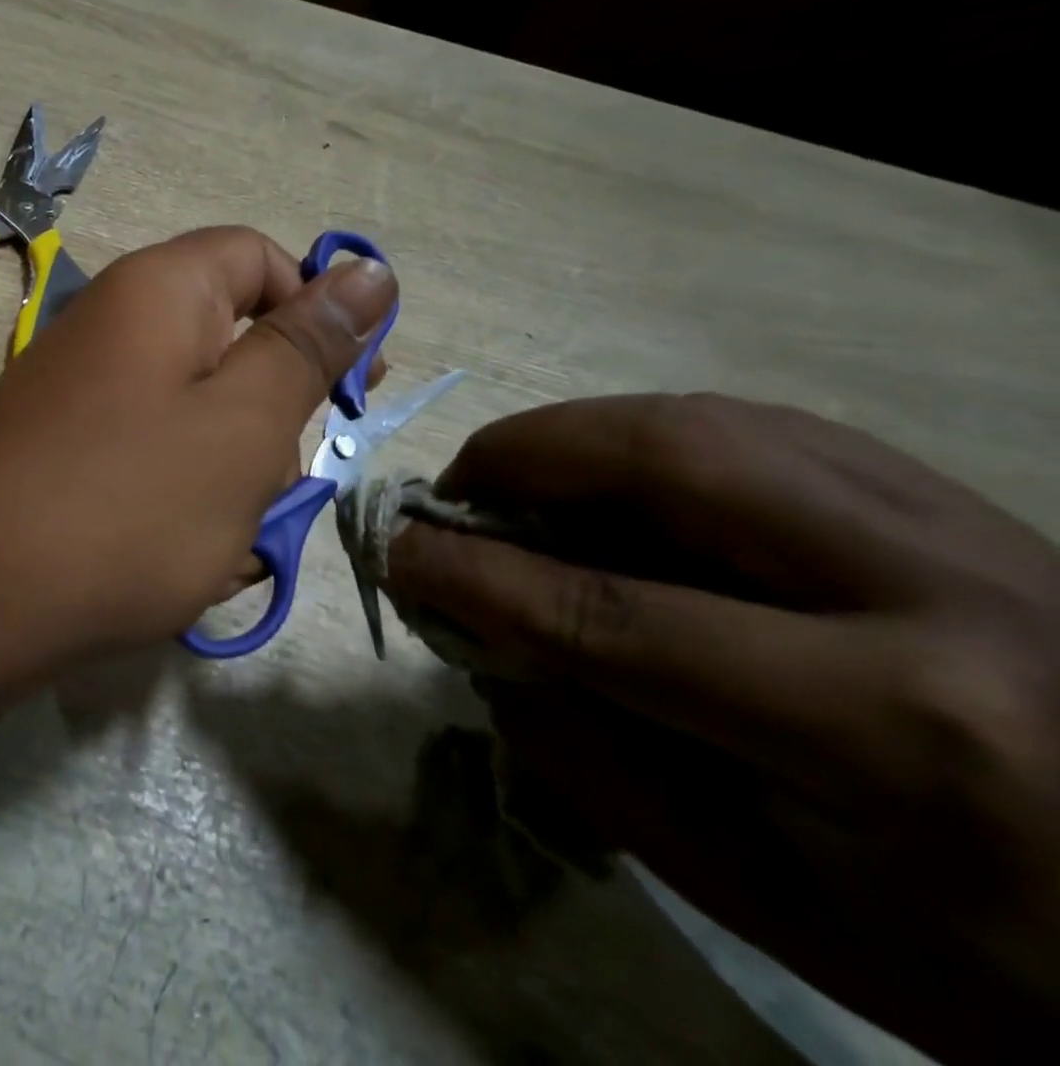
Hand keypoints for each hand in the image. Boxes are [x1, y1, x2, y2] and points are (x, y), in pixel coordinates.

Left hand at [0, 226, 395, 668]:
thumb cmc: (127, 507)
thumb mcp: (244, 425)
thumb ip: (307, 346)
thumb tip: (369, 270)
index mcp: (158, 290)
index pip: (260, 257)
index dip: (316, 308)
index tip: (353, 386)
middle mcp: (113, 323)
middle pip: (228, 339)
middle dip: (272, 412)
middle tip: (281, 485)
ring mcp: (81, 389)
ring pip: (195, 411)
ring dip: (231, 471)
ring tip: (225, 540)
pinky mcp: (64, 448)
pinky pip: (149, 454)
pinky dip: (181, 499)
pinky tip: (183, 560)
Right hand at [385, 393, 1059, 1064]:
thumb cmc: (983, 959)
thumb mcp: (768, 900)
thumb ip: (592, 759)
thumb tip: (477, 637)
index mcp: (898, 733)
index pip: (612, 615)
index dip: (475, 575)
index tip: (395, 551)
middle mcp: (934, 592)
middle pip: (668, 460)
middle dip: (521, 457)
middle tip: (454, 496)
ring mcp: (957, 522)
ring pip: (706, 418)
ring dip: (574, 436)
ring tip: (516, 484)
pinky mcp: (948, 493)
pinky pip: (751, 424)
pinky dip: (642, 437)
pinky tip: (611, 481)